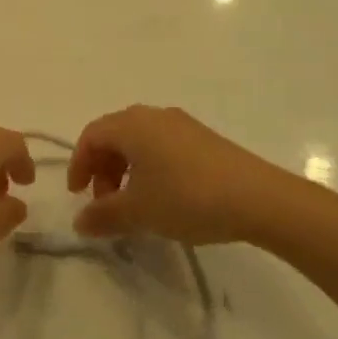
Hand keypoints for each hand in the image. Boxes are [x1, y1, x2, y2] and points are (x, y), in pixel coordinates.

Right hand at [68, 105, 301, 245]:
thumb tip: (79, 223)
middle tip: (105, 202)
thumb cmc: (187, 197)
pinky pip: (163, 146)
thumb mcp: (139, 212)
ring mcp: (182, 125)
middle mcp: (153, 116)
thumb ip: (103, 216)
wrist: (259, 199)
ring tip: (134, 204)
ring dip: (126, 169)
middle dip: (102, 168)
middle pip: (114, 136)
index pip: (91, 136)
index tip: (78, 195)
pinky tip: (164, 197)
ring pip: (139, 141)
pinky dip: (150, 167)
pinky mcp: (204, 139)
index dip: (79, 164)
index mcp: (131, 125)